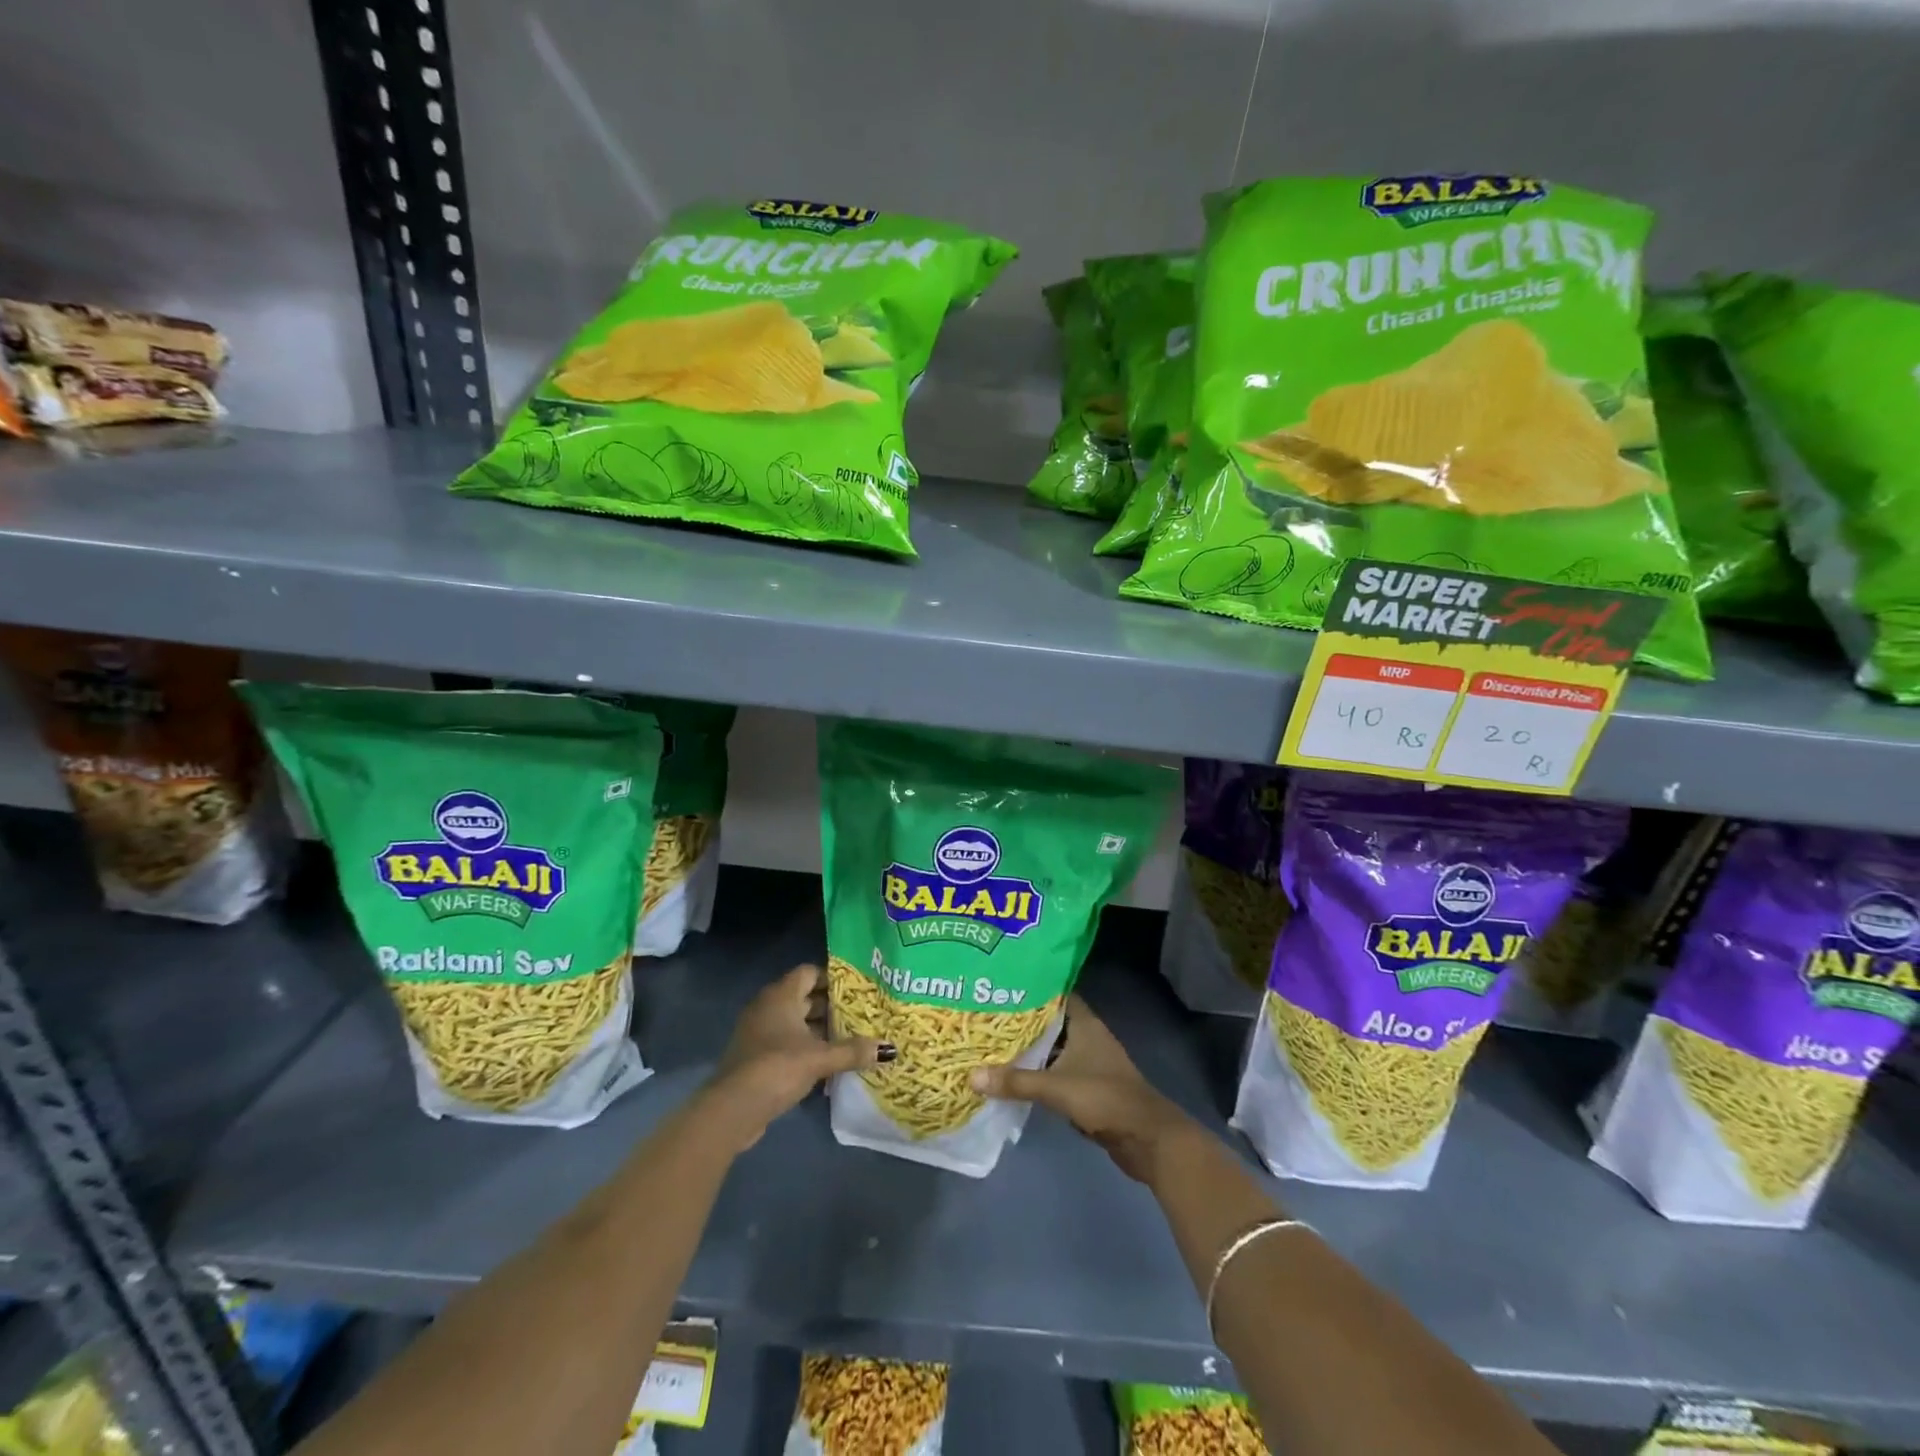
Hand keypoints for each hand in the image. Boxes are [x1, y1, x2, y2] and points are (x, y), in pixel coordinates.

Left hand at [706, 964, 887, 1150]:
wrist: (733, 1108)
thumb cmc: (777, 1067)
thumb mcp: (820, 1058)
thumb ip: (852, 1051)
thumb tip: (888, 1049)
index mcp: (781, 995)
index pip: (809, 972)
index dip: (832, 978)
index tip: (857, 990)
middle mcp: (768, 1006)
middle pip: (804, 997)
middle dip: (830, 1007)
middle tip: (860, 1015)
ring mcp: (759, 1032)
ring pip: (795, 1022)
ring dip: (819, 1030)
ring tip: (850, 1039)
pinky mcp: (756, 1056)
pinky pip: (786, 1042)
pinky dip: (805, 1047)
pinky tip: (827, 1063)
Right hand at [969, 996, 1193, 1184]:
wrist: (1146, 1138)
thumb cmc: (1104, 1098)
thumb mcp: (1056, 1087)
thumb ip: (1016, 1082)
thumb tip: (972, 1076)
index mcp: (1084, 1023)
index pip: (1055, 994)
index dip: (1031, 989)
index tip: (1001, 987)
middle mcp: (1087, 1036)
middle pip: (1050, 1022)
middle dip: (1022, 1021)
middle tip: (986, 1015)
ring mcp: (1089, 1062)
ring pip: (1052, 1049)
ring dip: (1029, 1049)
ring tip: (992, 1043)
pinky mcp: (1088, 1087)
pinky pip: (1056, 1072)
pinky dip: (1038, 1072)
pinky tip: (1013, 1076)